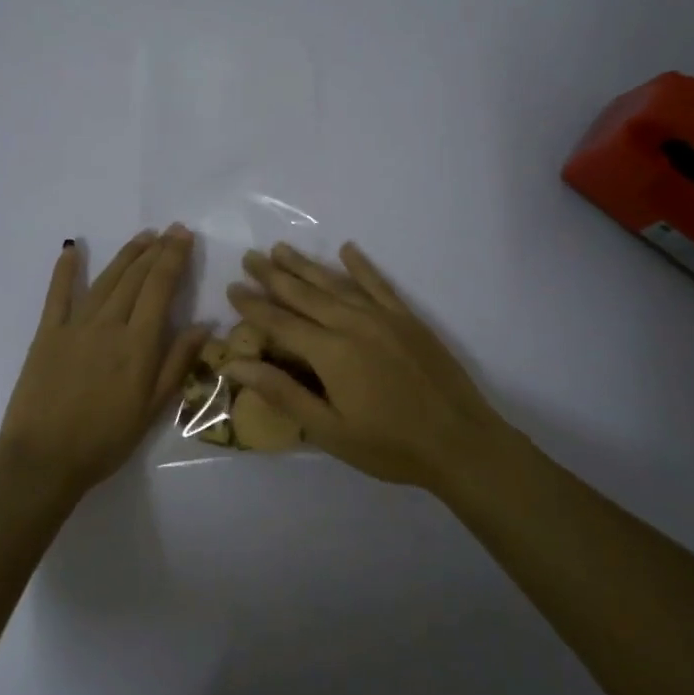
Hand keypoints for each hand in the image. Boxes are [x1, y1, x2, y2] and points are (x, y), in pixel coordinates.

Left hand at [0, 227, 209, 499]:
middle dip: (155, 250)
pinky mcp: (47, 334)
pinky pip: (57, 295)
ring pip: (105, 280)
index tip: (184, 235)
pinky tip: (72, 249)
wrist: (43, 458)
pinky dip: (65, 270)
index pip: (160, 288)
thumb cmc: (105, 439)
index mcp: (138, 343)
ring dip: (125, 255)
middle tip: (169, 230)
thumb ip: (177, 363)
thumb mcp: (152, 408)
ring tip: (142, 237)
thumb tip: (204, 325)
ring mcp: (74, 326)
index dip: (173, 258)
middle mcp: (108, 324)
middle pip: (135, 278)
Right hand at [224, 242, 517, 492]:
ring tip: (281, 249)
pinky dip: (361, 266)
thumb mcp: (329, 430)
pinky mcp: (408, 319)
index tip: (232, 288)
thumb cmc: (389, 445)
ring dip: (306, 265)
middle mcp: (352, 324)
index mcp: (330, 353)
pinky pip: (379, 284)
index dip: (254, 305)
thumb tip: (236, 364)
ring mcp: (383, 317)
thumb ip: (283, 393)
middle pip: (304, 293)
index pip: (280, 322)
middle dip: (273, 275)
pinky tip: (347, 249)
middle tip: (250, 257)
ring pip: (335, 283)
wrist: (461, 442)